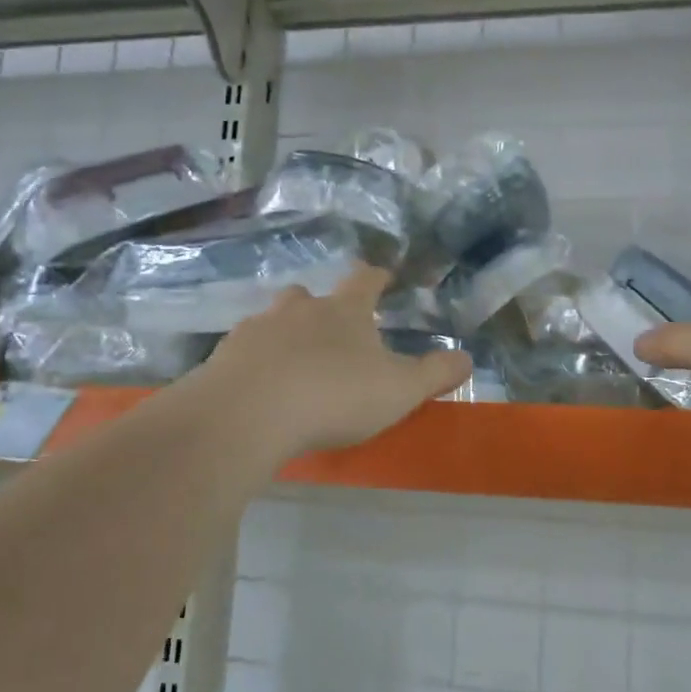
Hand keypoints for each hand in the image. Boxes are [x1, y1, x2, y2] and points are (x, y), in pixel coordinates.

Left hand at [192, 264, 473, 458]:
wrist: (247, 415)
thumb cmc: (334, 396)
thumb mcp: (400, 390)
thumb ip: (436, 373)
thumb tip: (467, 358)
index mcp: (344, 311)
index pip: (365, 280)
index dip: (377, 277)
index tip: (383, 276)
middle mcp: (298, 310)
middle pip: (309, 295)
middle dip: (321, 306)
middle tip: (332, 329)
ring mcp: (256, 331)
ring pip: (274, 321)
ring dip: (286, 334)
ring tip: (294, 363)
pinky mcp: (223, 358)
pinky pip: (245, 352)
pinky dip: (257, 363)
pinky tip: (261, 389)